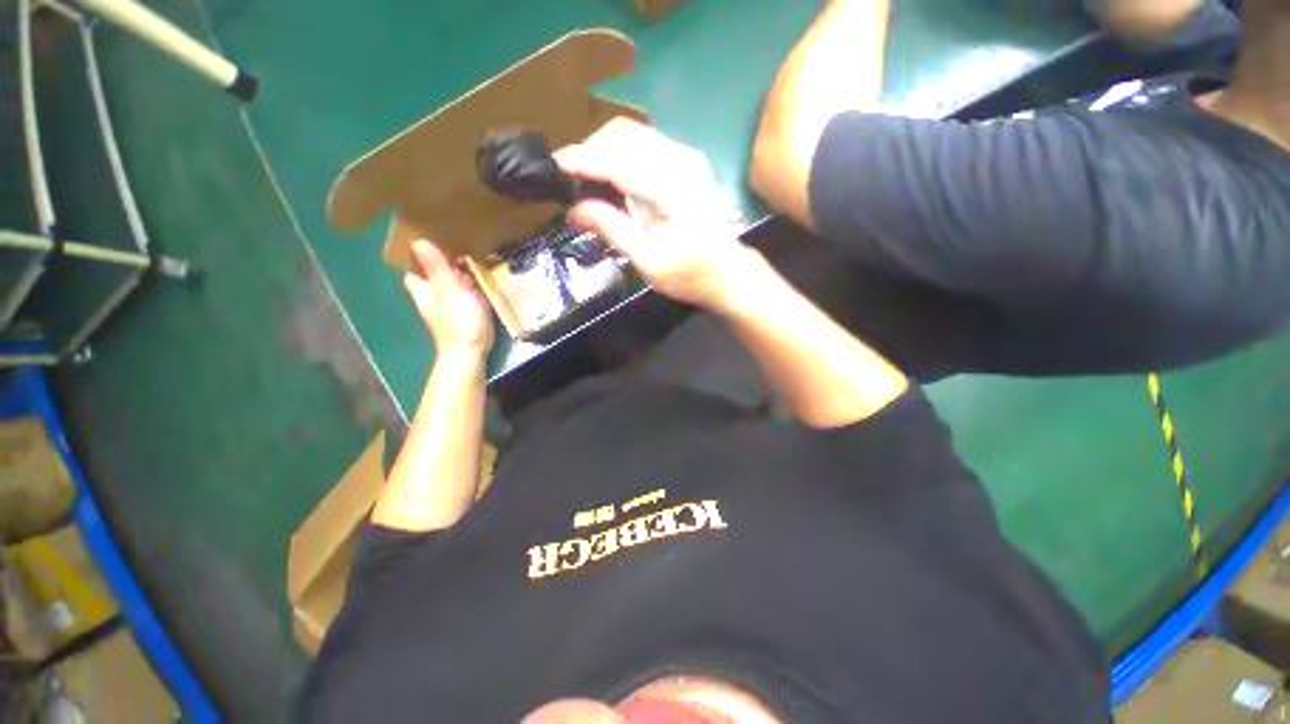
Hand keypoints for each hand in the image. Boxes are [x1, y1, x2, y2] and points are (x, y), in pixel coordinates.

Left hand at [403, 240, 494, 355]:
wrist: (470, 353)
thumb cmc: (459, 321)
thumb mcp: (449, 291)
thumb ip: (436, 268)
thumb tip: (417, 241)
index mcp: (423, 288)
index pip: (413, 267)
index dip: (419, 254)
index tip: (431, 238)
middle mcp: (432, 296)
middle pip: (433, 273)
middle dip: (442, 260)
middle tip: (459, 242)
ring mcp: (449, 306)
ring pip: (450, 283)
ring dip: (459, 272)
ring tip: (475, 255)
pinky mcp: (465, 314)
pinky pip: (465, 293)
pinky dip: (471, 285)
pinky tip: (484, 280)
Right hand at [554, 118, 753, 311]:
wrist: (729, 273)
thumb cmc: (691, 275)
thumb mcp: (649, 262)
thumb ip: (612, 230)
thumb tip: (574, 210)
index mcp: (672, 190)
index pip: (617, 160)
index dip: (581, 159)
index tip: (552, 167)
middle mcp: (682, 161)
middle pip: (623, 134)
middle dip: (590, 152)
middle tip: (572, 184)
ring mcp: (687, 157)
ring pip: (632, 134)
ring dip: (604, 152)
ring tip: (589, 184)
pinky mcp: (687, 161)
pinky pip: (644, 144)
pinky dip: (621, 156)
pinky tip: (614, 181)